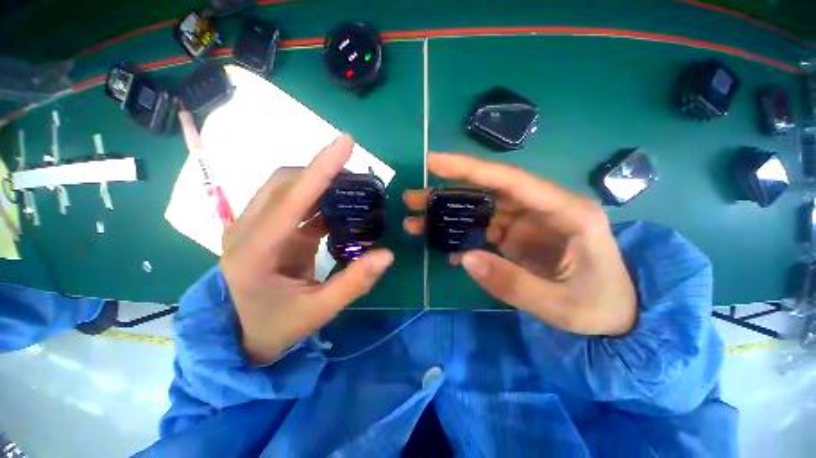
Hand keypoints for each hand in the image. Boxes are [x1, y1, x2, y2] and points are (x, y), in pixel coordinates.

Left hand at [221, 135, 393, 363]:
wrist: (245, 335)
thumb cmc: (280, 325)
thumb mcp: (321, 309)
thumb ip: (355, 282)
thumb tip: (387, 255)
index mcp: (255, 253)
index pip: (291, 199)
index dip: (321, 168)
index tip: (346, 142)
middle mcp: (246, 231)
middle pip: (285, 183)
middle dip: (322, 172)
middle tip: (357, 179)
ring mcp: (252, 227)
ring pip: (285, 187)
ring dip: (318, 182)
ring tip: (350, 189)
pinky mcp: (264, 229)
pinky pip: (291, 202)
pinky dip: (315, 197)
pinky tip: (337, 206)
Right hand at [403, 154, 635, 335]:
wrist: (618, 315)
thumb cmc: (600, 306)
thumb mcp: (560, 305)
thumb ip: (512, 283)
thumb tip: (465, 258)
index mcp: (566, 212)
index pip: (510, 180)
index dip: (469, 168)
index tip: (433, 162)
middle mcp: (543, 208)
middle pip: (487, 192)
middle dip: (447, 194)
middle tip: (412, 199)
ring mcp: (528, 222)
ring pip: (481, 210)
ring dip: (448, 215)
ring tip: (416, 222)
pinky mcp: (519, 236)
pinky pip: (484, 230)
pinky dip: (463, 237)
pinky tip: (446, 247)